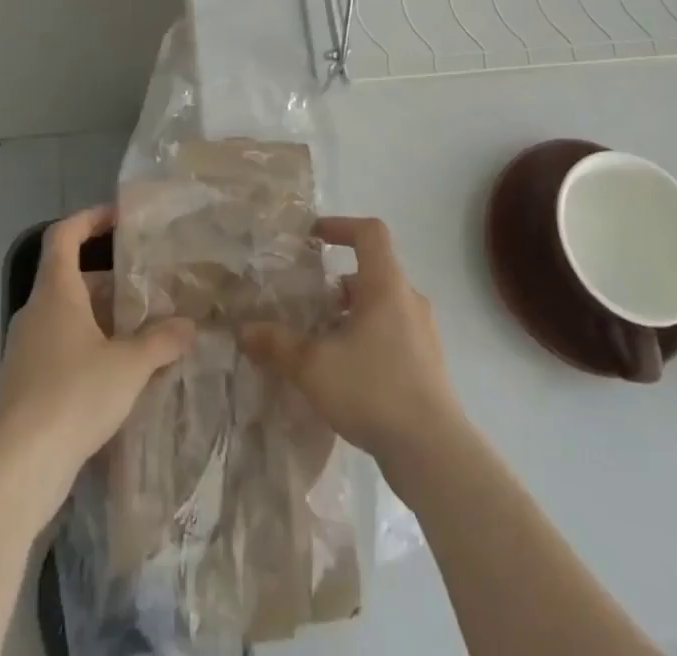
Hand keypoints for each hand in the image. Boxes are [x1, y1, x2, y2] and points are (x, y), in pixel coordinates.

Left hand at [0, 206, 194, 519]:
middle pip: (70, 278)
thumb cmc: (74, 395)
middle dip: (109, 280)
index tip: (120, 218)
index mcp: (55, 292)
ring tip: (139, 331)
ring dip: (100, 318)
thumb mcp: (130, 364)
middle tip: (146, 288)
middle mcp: (35, 313)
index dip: (90, 219)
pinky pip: (59, 348)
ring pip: (66, 316)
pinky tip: (115, 374)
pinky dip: (87, 348)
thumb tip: (190, 326)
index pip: (64, 235)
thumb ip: (162, 340)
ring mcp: (24, 350)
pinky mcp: (22, 385)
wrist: (19, 468)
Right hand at [239, 216, 466, 474]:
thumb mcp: (314, 366)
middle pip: (372, 272)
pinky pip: (392, 334)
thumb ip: (277, 344)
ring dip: (351, 315)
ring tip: (320, 341)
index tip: (314, 236)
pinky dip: (366, 339)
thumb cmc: (373, 389)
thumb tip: (243, 329)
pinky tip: (344, 373)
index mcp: (386, 284)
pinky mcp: (427, 364)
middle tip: (307, 302)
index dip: (341, 226)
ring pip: (382, 306)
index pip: (370, 232)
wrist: (432, 451)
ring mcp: (422, 332)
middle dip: (337, 284)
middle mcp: (408, 299)